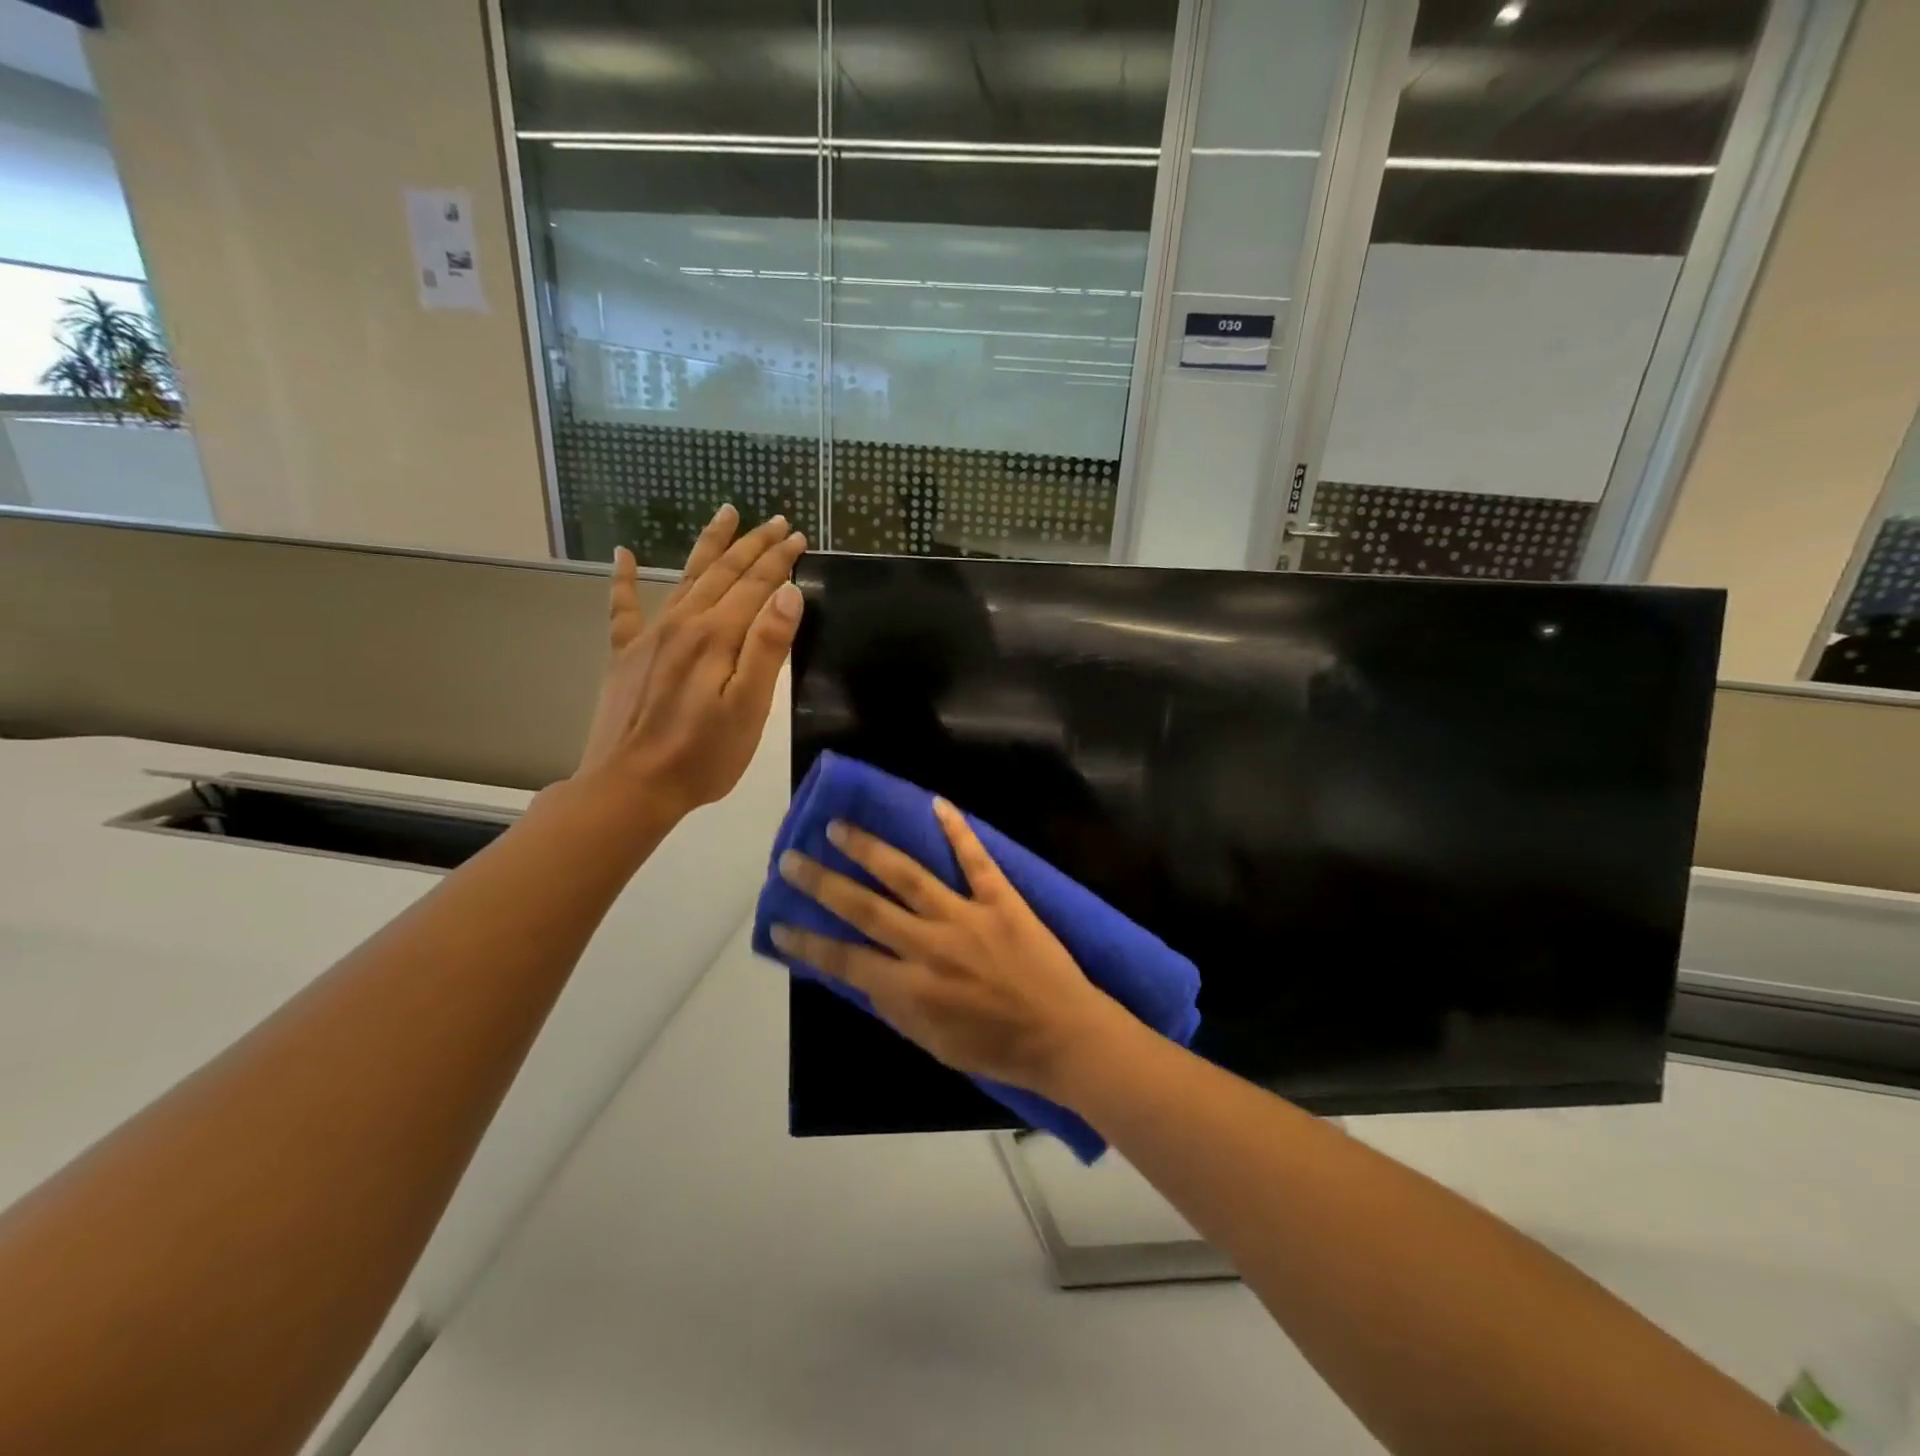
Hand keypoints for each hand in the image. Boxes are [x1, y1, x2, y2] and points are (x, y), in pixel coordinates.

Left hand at [576, 506, 806, 821]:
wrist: (631, 786)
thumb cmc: (703, 755)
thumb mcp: (749, 707)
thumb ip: (767, 648)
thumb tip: (788, 593)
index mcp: (717, 636)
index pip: (756, 586)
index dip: (779, 560)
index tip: (798, 536)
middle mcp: (684, 624)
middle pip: (724, 573)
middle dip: (753, 544)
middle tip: (775, 521)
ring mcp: (650, 636)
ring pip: (686, 578)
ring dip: (709, 546)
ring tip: (725, 514)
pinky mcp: (626, 654)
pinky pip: (624, 607)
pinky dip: (625, 578)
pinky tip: (624, 554)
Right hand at [770, 801, 1122, 1096]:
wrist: (1064, 1036)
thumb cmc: (998, 1050)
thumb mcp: (934, 1044)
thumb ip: (895, 1007)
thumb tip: (863, 974)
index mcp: (910, 989)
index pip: (844, 960)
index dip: (807, 942)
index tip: (778, 922)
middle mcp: (930, 946)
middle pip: (865, 907)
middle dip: (823, 883)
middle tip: (792, 859)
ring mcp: (966, 916)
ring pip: (908, 875)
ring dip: (870, 848)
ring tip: (840, 827)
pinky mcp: (1002, 899)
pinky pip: (975, 859)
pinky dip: (956, 830)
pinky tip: (935, 803)